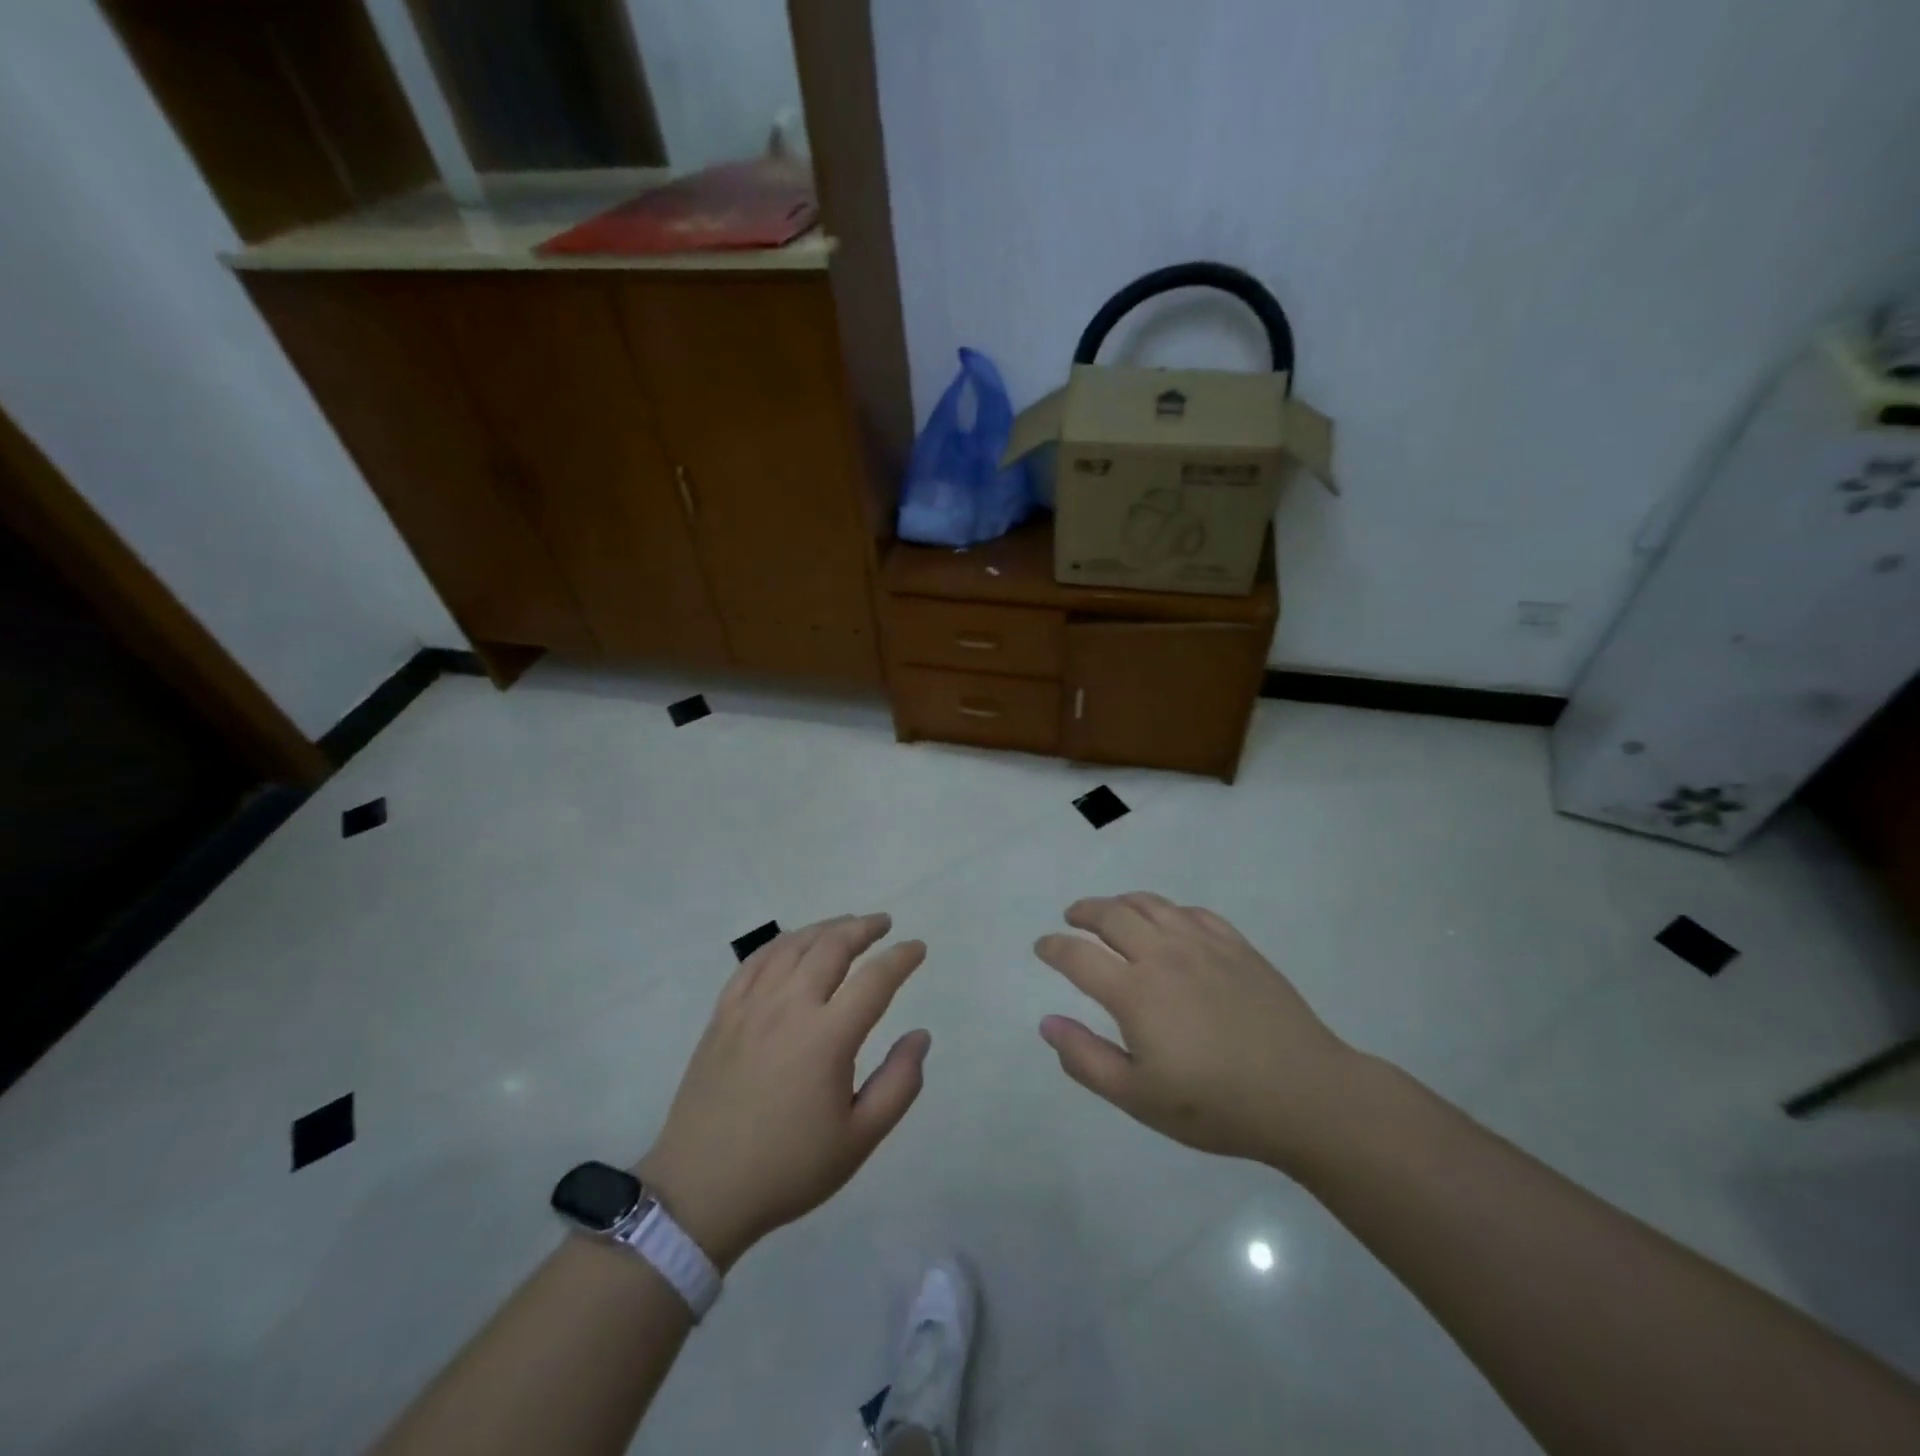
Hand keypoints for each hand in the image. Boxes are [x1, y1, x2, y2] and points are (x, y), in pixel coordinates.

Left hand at [638, 914, 928, 1268]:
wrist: (701, 1190)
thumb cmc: (788, 1168)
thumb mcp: (858, 1140)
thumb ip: (899, 1084)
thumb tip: (920, 1036)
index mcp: (828, 1037)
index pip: (875, 980)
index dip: (901, 958)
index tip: (917, 948)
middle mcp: (790, 1007)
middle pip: (832, 946)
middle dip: (863, 928)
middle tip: (883, 924)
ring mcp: (751, 1006)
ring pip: (793, 945)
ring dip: (825, 928)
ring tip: (845, 925)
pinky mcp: (723, 1014)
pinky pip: (754, 961)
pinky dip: (781, 943)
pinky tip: (792, 944)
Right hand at [1035, 893, 1359, 1171]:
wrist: (1305, 1094)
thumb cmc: (1216, 1105)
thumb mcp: (1139, 1098)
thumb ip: (1086, 1059)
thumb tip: (1047, 1023)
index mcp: (1135, 992)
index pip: (1078, 956)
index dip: (1054, 947)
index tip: (1042, 947)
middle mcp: (1164, 955)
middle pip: (1112, 915)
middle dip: (1084, 912)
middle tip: (1072, 918)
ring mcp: (1203, 945)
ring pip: (1151, 904)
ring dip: (1121, 902)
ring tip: (1111, 911)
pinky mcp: (1237, 946)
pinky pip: (1192, 912)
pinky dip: (1168, 910)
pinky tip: (1168, 922)